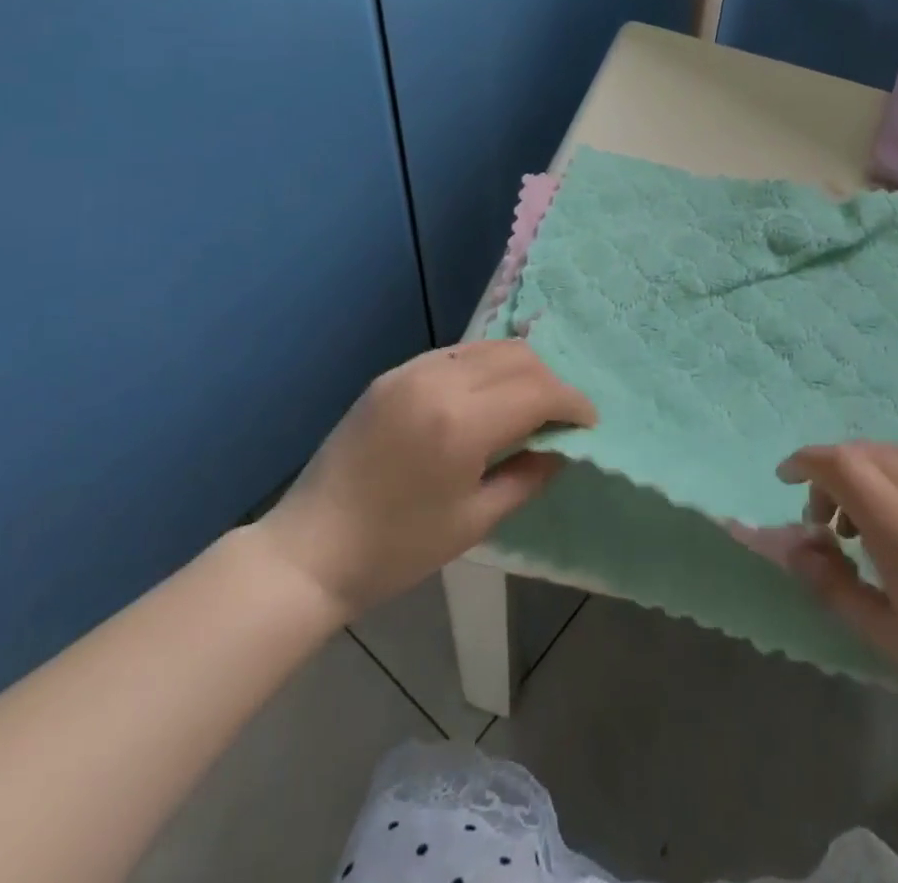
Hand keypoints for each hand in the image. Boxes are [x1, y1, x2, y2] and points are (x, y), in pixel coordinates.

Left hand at [255, 341, 595, 617]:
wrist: (309, 550)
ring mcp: (411, 371)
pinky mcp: (393, 374)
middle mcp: (439, 381)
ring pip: (489, 347)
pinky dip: (485, 367)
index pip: (538, 390)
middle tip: (561, 416)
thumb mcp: (474, 522)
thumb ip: (528, 476)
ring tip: (529, 404)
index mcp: (461, 423)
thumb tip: (560, 447)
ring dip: (520, 369)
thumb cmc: (397, 550)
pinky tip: (488, 397)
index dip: (572, 403)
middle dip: (551, 382)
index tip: (588, 423)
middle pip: (518, 357)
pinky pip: (457, 353)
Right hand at [773, 442, 897, 737]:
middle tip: (829, 524)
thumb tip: (790, 546)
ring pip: (897, 455)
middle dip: (833, 473)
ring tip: (870, 528)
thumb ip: (832, 583)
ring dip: (868, 474)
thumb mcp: (890, 635)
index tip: (786, 478)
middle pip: (865, 451)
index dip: (805, 461)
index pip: (840, 463)